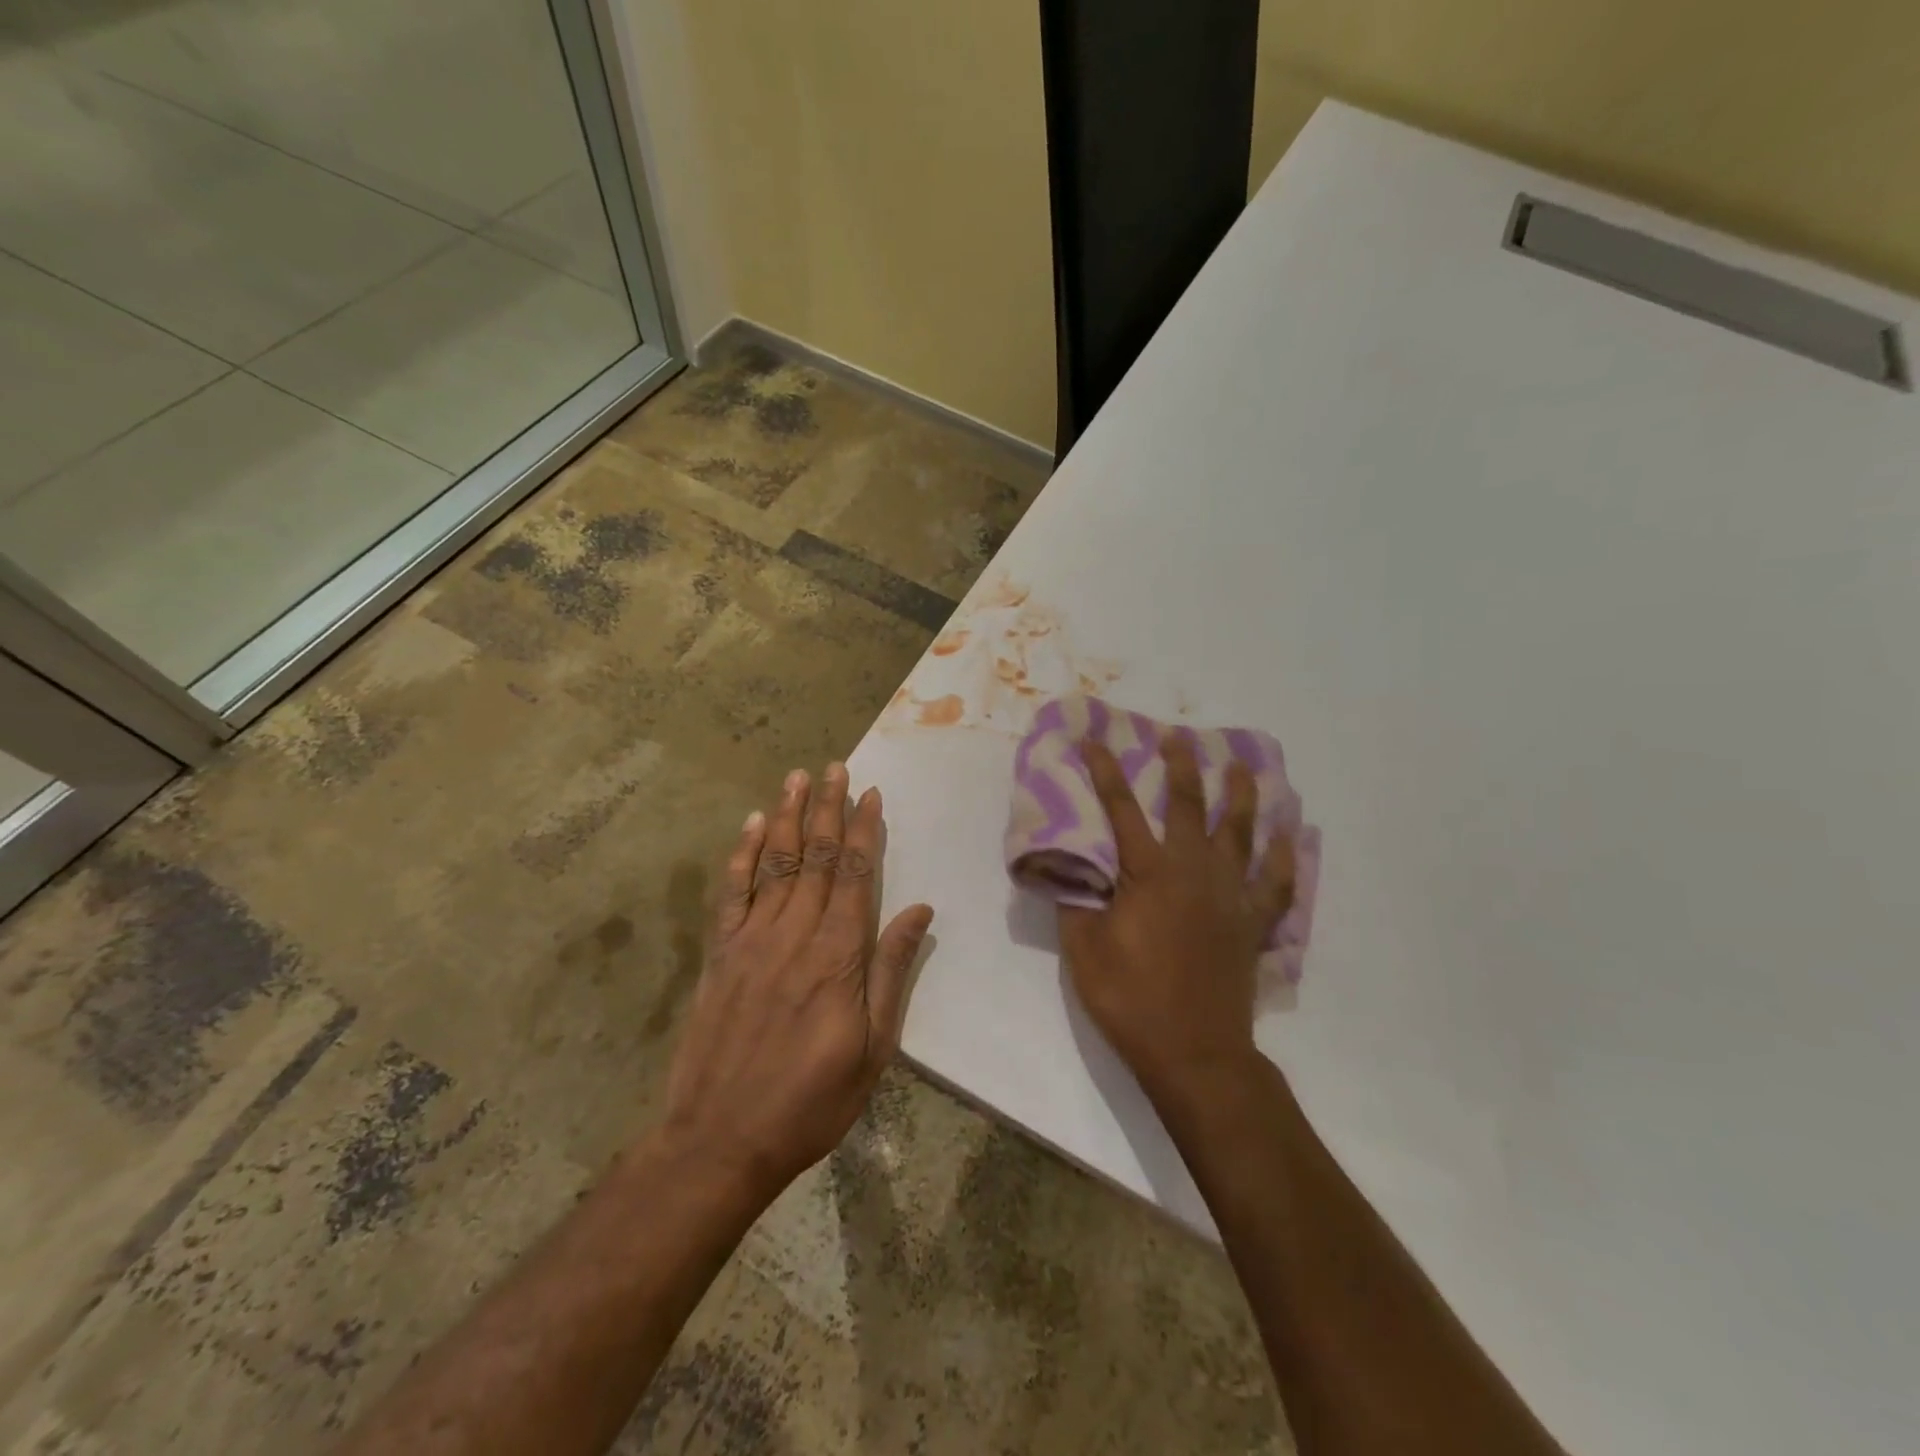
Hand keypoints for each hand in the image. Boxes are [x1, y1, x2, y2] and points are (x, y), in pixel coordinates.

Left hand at [660, 764, 933, 1202]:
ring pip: (774, 862)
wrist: (721, 1139)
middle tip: (835, 767)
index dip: (864, 830)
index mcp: (838, 955)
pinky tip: (749, 824)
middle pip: (816, 856)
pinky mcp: (720, 953)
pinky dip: (741, 854)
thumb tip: (919, 912)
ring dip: (787, 816)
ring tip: (797, 777)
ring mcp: (752, 939)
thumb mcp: (874, 1048)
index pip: (855, 874)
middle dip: (828, 808)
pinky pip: (732, 892)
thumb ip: (892, 972)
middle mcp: (795, 933)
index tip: (870, 794)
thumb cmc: (812, 1100)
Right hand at [1058, 735, 1294, 1100]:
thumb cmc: (1130, 998)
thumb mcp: (1083, 949)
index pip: (1121, 809)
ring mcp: (1231, 895)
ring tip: (1244, 766)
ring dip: (1242, 795)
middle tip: (1179, 738)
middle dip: (1181, 767)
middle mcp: (1194, 871)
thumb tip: (1068, 864)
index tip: (1095, 739)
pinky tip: (1293, 834)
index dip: (1106, 771)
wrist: (1193, 1052)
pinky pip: (1278, 882)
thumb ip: (1075, 900)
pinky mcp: (1253, 923)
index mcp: (1148, 873)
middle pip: (1190, 806)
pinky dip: (1287, 856)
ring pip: (1241, 833)